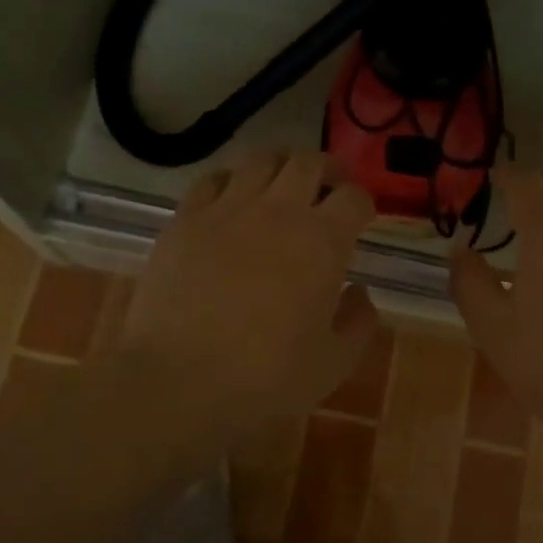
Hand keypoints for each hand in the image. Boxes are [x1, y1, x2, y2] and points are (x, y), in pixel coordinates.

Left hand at [117, 151, 381, 430]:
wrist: (179, 382)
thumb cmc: (266, 377)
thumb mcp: (333, 363)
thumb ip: (358, 322)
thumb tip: (358, 291)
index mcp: (322, 241)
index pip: (354, 197)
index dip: (363, 204)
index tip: (361, 219)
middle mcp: (278, 210)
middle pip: (309, 163)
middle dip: (327, 171)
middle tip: (328, 190)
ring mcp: (227, 209)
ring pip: (261, 159)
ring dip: (280, 166)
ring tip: (282, 187)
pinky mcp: (185, 218)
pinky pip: (213, 179)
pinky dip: (231, 181)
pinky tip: (232, 200)